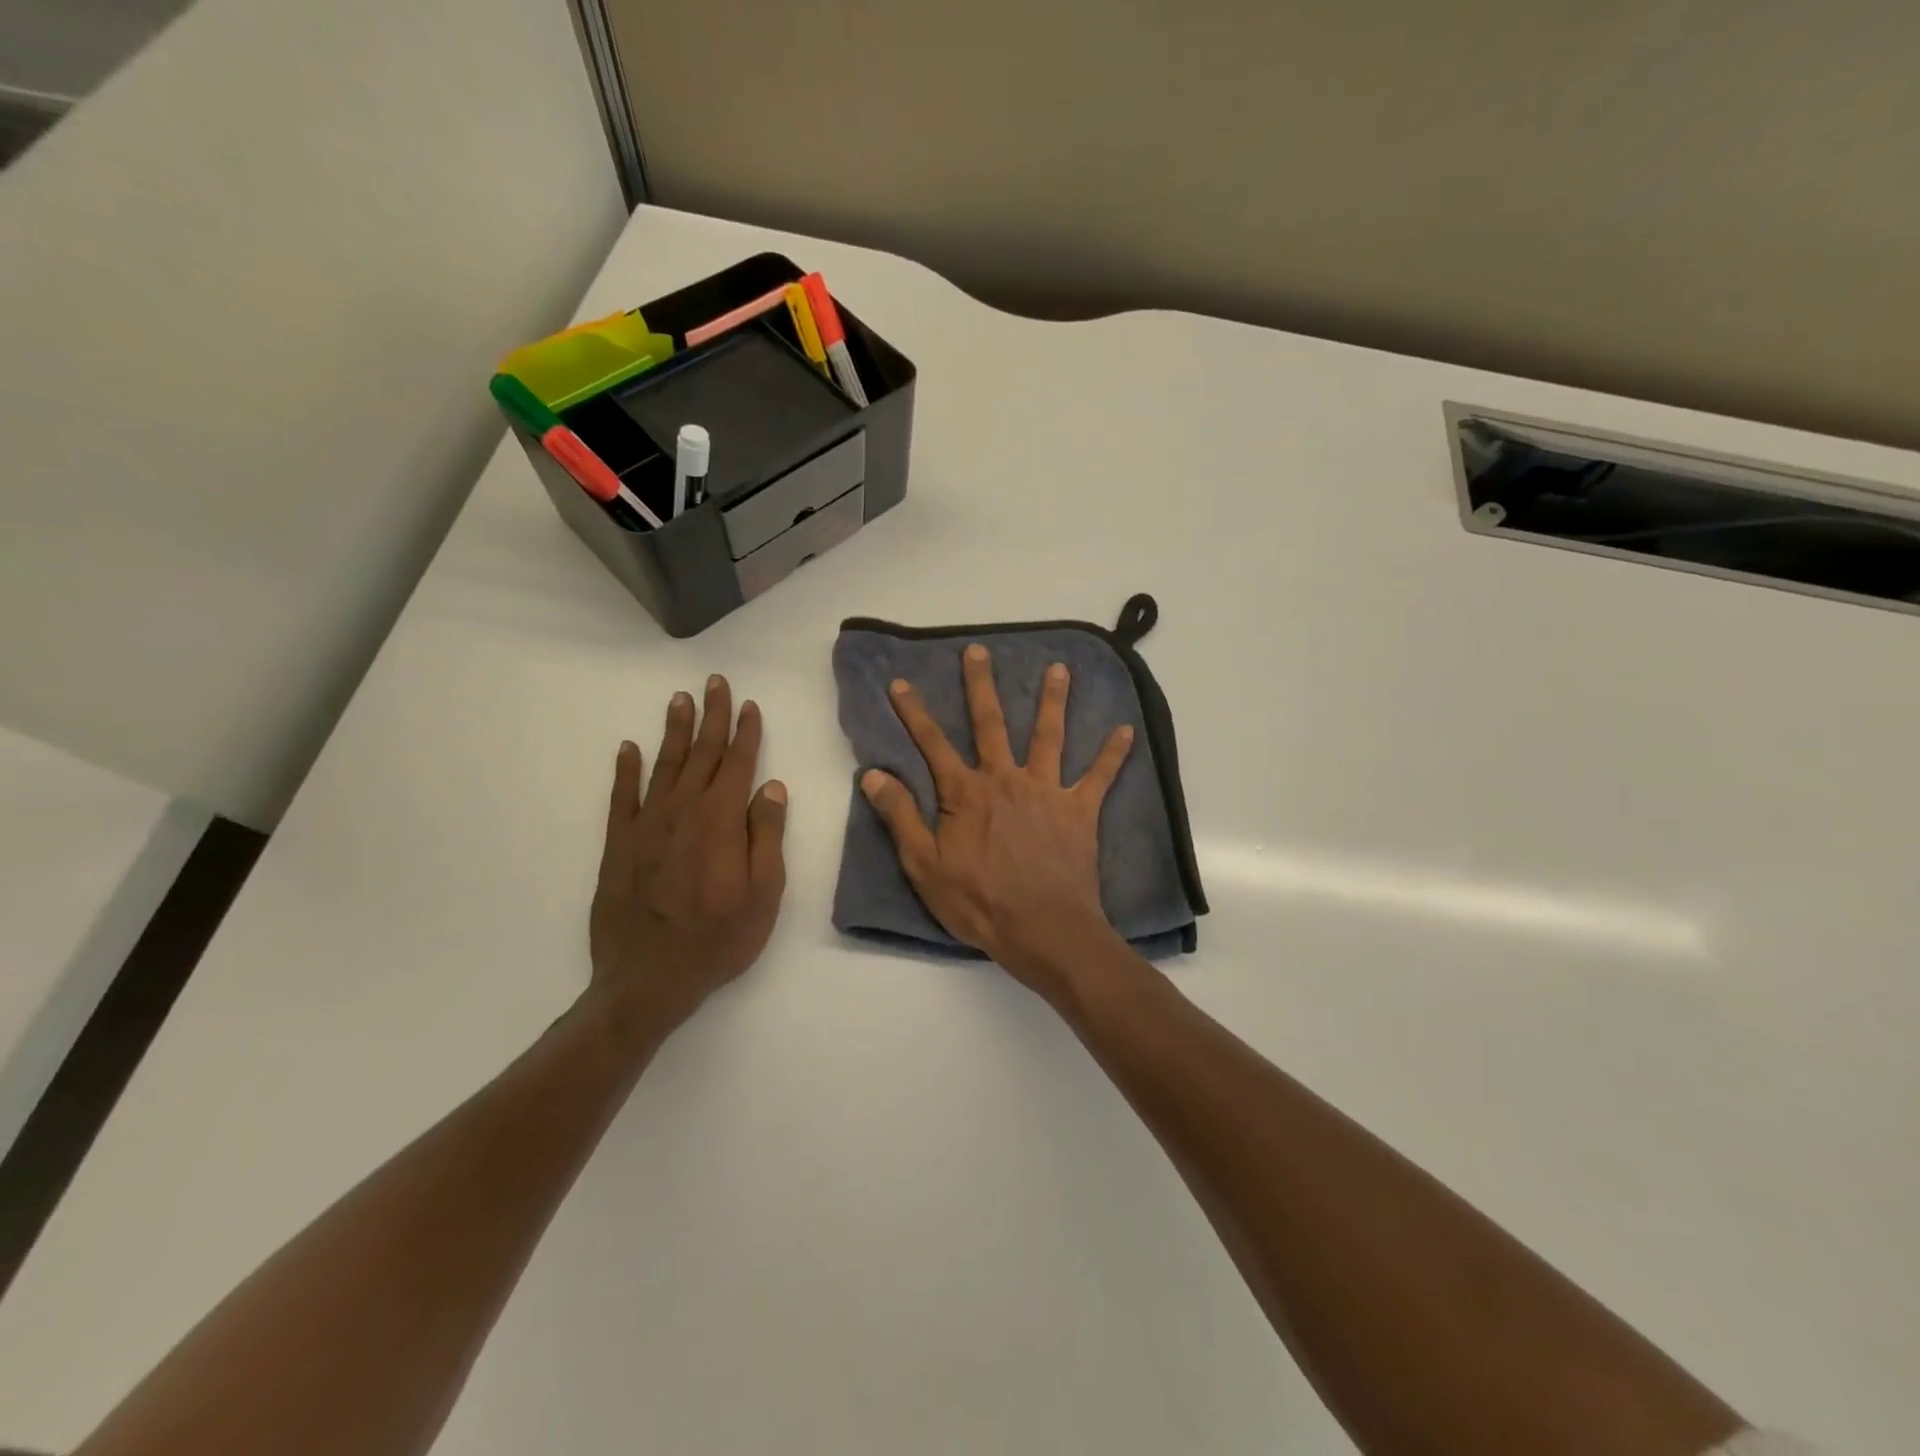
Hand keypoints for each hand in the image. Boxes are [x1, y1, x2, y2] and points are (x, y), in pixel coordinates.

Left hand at [589, 675, 787, 1035]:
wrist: (648, 979)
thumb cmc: (719, 939)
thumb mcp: (764, 893)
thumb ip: (767, 835)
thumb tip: (770, 787)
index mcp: (721, 821)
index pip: (738, 764)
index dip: (746, 732)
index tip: (750, 705)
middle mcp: (683, 811)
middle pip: (703, 754)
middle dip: (712, 716)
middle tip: (714, 682)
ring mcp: (647, 825)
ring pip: (664, 766)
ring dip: (675, 731)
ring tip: (680, 700)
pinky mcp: (619, 845)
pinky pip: (622, 797)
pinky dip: (625, 770)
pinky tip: (628, 748)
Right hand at [860, 643, 1133, 999]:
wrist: (1042, 929)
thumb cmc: (978, 902)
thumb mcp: (924, 865)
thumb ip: (901, 816)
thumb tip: (874, 775)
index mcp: (966, 793)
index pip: (933, 744)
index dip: (914, 713)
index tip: (902, 682)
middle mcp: (1006, 780)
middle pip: (991, 724)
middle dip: (981, 686)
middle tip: (979, 651)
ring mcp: (1046, 791)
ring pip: (1048, 736)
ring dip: (1053, 701)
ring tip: (1060, 669)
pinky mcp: (1079, 811)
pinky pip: (1099, 777)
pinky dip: (1112, 754)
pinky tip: (1126, 730)